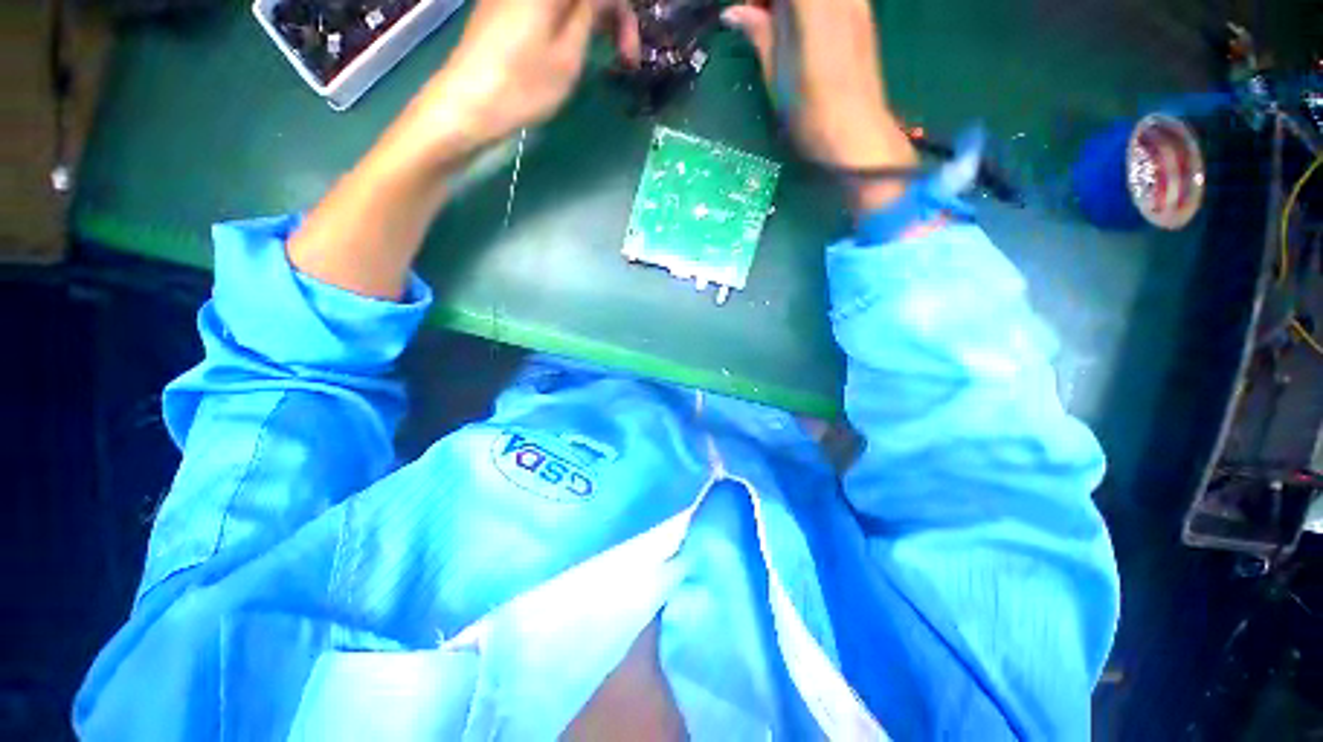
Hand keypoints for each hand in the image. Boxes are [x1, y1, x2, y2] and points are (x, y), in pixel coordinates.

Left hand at [394, 0, 640, 163]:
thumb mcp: (569, 55)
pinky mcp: (503, 5)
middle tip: (623, 57)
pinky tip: (574, 44)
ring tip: (603, 53)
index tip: (629, 55)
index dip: (623, 15)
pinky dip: (569, 19)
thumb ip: (592, 15)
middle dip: (609, 15)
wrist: (467, 104)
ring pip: (567, 1)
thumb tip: (608, 0)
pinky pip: (548, 5)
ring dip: (592, 18)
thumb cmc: (523, 85)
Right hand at [722, 0, 915, 210]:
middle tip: (757, 18)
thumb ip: (758, 33)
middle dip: (773, 1)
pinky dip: (808, 9)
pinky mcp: (864, 13)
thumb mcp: (774, 75)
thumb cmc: (807, 113)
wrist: (855, 135)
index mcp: (809, 3)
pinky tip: (799, 29)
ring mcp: (855, 0)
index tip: (745, 11)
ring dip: (790, 7)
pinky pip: (831, 0)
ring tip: (775, 26)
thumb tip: (733, 12)